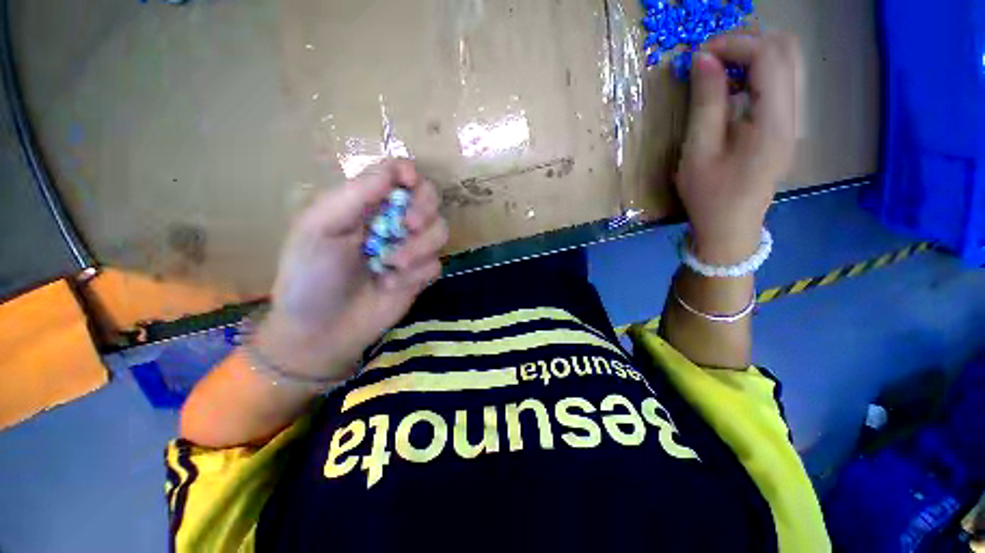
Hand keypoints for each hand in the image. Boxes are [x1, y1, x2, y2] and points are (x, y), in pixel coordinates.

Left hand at [256, 159, 447, 379]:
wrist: (322, 331)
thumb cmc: (311, 276)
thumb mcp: (319, 230)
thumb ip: (354, 197)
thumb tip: (394, 172)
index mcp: (365, 204)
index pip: (397, 173)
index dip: (409, 172)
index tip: (410, 183)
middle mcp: (393, 222)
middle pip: (429, 197)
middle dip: (424, 209)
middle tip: (407, 226)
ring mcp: (410, 249)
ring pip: (440, 230)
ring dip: (418, 247)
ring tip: (390, 265)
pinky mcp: (420, 274)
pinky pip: (436, 263)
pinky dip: (415, 274)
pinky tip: (389, 285)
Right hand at [676, 31, 800, 263]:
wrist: (730, 228)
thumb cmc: (709, 197)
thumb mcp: (698, 152)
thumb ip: (705, 103)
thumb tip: (703, 59)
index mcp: (773, 122)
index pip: (768, 57)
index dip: (734, 44)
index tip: (699, 54)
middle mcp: (793, 114)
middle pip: (787, 51)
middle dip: (746, 42)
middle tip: (709, 57)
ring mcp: (793, 119)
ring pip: (787, 63)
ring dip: (752, 54)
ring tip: (717, 68)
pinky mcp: (784, 125)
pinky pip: (779, 82)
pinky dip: (755, 72)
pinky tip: (730, 86)